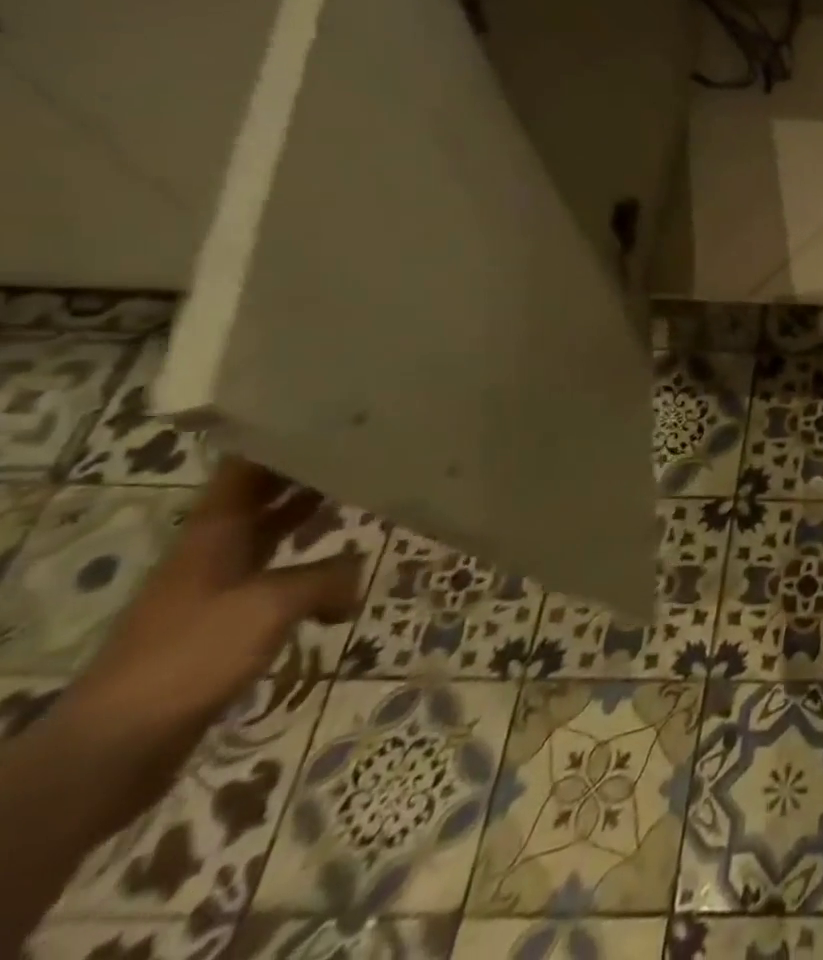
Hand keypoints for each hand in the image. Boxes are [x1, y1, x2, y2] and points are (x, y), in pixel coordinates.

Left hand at [54, 458, 362, 819]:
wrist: (114, 749)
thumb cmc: (190, 657)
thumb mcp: (272, 605)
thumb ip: (327, 576)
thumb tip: (359, 569)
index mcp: (212, 536)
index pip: (245, 471)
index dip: (280, 441)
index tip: (328, 419)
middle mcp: (210, 555)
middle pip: (260, 501)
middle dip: (306, 477)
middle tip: (362, 455)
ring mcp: (213, 593)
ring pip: (270, 540)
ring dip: (309, 523)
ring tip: (360, 504)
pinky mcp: (221, 629)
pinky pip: (276, 583)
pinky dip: (309, 575)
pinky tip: (338, 587)